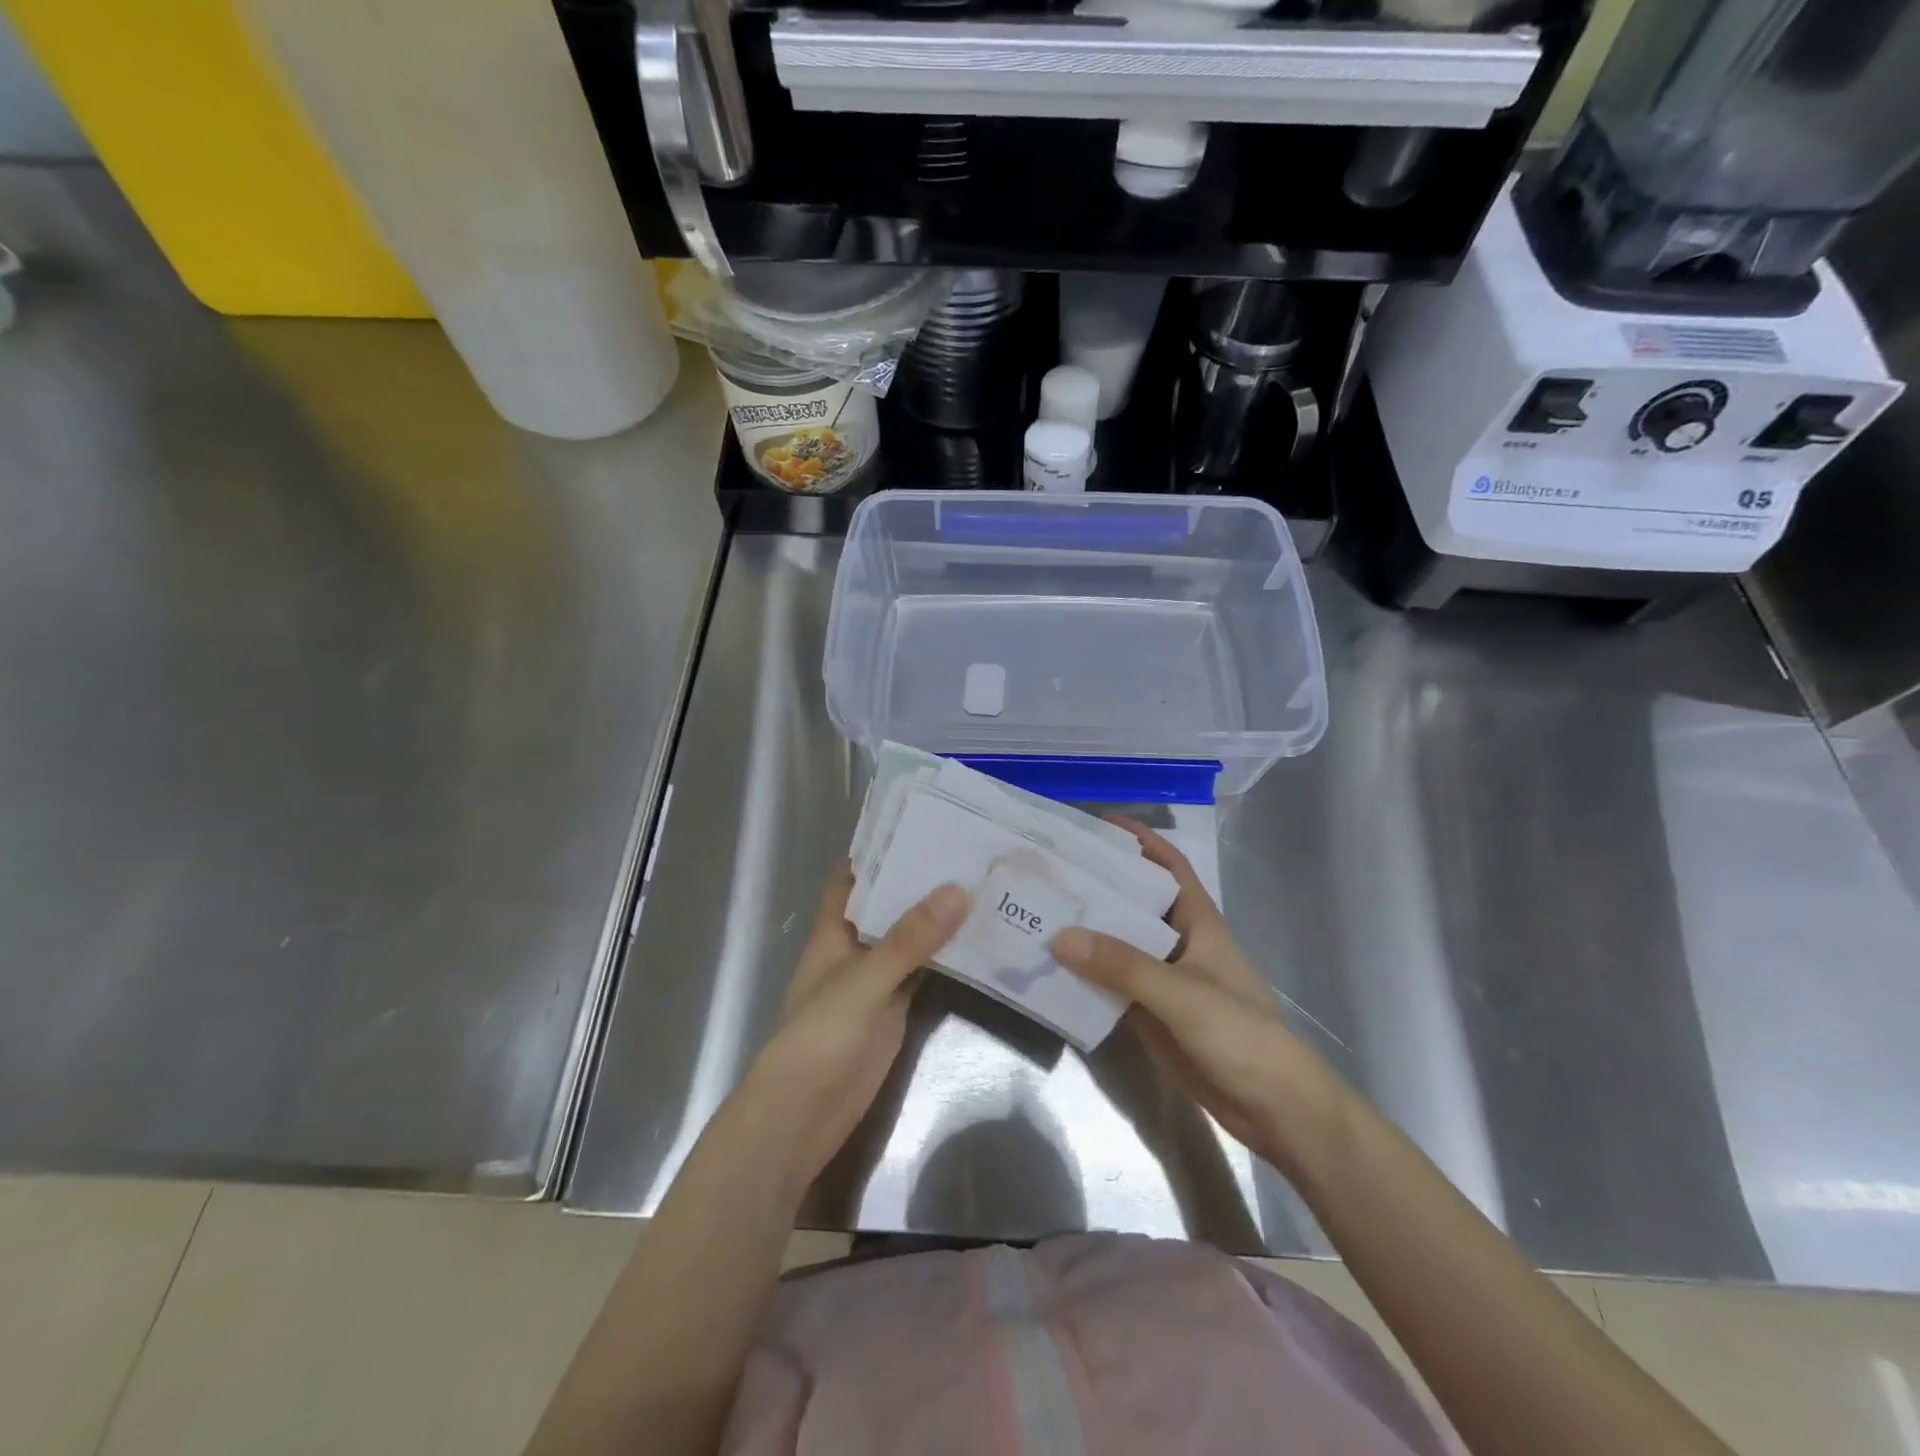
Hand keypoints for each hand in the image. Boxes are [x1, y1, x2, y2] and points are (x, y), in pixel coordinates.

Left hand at [740, 867, 969, 1190]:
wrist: (803, 1118)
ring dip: (938, 918)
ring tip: (984, 884)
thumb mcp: (863, 982)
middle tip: (969, 850)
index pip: (852, 879)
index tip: (919, 824)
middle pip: (888, 906)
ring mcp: (876, 982)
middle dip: (920, 880)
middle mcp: (854, 950)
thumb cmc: (818, 1039)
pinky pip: (924, 974)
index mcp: (833, 932)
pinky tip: (980, 941)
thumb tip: (959, 889)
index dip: (877, 851)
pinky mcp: (895, 1012)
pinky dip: (947, 958)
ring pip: (910, 940)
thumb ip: (909, 939)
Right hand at [1052, 819, 1342, 1170]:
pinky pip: (1111, 986)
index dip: (1143, 842)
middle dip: (1098, 887)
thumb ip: (1123, 966)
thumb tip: (1060, 936)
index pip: (1170, 868)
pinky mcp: (1151, 1015)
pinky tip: (1051, 970)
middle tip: (1050, 872)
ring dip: (1085, 933)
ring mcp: (1163, 981)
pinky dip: (1085, 977)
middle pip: (1134, 904)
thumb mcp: (1182, 994)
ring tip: (1038, 914)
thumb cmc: (1240, 1034)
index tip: (1101, 824)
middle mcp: (1178, 944)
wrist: (1273, 1109)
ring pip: (1118, 946)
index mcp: (1198, 923)